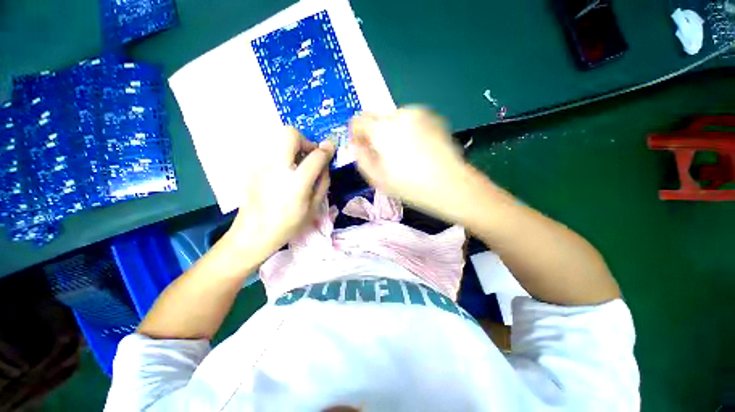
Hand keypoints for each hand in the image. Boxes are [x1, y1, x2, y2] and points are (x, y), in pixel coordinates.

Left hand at [223, 127, 333, 262]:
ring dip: (293, 147)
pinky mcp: (253, 167)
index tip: (329, 150)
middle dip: (305, 140)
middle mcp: (277, 168)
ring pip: (278, 139)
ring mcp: (261, 165)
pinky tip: (284, 172)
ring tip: (298, 164)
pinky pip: (271, 150)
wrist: (254, 232)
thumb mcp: (314, 207)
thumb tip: (325, 163)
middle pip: (290, 134)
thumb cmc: (289, 224)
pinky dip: (283, 155)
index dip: (326, 150)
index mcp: (296, 183)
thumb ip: (323, 182)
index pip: (315, 156)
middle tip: (310, 155)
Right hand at [349, 107, 470, 220]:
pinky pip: (412, 120)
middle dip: (376, 134)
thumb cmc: (410, 186)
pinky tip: (419, 149)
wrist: (450, 185)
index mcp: (383, 130)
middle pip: (377, 119)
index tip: (363, 147)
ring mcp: (420, 113)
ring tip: (405, 154)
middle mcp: (400, 114)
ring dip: (393, 132)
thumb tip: (356, 143)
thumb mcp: (377, 178)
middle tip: (386, 156)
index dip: (357, 134)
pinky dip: (409, 130)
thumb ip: (361, 158)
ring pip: (395, 119)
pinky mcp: (434, 117)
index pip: (358, 120)